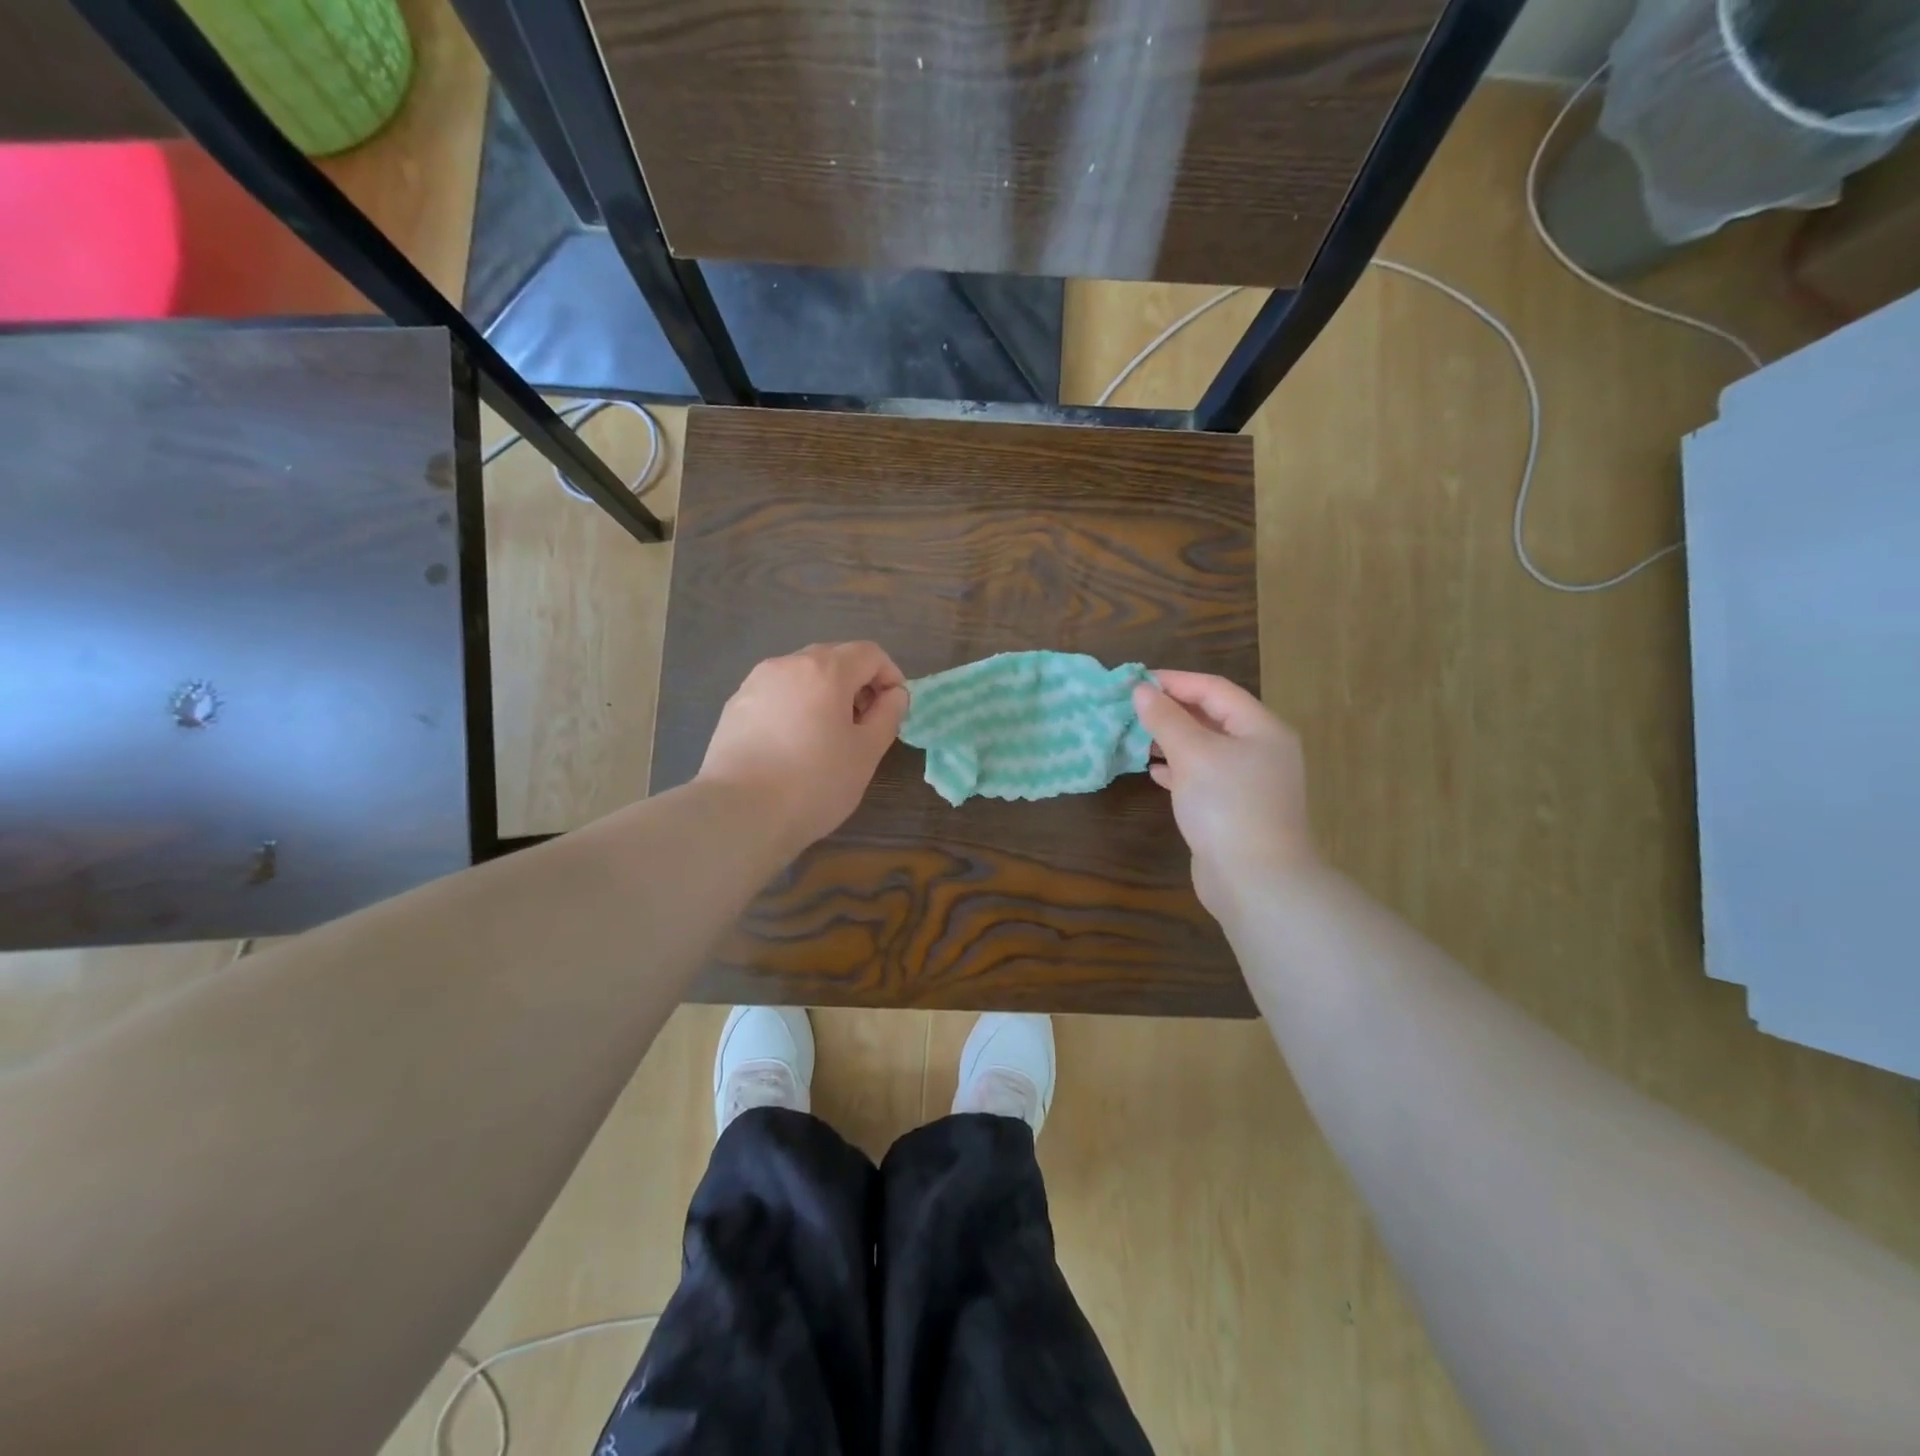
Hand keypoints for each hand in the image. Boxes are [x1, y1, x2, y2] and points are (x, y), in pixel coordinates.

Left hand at [697, 643, 908, 855]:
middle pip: (834, 657)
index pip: (870, 653)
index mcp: (826, 670)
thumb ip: (887, 715)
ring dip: (824, 693)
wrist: (739, 813)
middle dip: (857, 683)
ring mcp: (755, 683)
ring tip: (827, 735)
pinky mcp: (734, 706)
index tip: (893, 710)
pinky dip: (795, 706)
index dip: (890, 676)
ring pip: (802, 675)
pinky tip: (792, 744)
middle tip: (863, 724)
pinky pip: (776, 693)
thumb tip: (894, 695)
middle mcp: (788, 664)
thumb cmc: (814, 782)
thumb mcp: (866, 753)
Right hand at [1133, 672, 1315, 917]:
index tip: (1135, 680)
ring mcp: (1249, 783)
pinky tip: (1154, 772)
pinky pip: (1203, 777)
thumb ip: (1165, 719)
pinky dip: (1179, 770)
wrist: (1256, 882)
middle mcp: (1260, 750)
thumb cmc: (1227, 806)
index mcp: (1261, 728)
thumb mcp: (1193, 754)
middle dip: (1171, 711)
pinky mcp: (1235, 810)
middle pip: (1212, 717)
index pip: (1214, 689)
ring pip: (1205, 748)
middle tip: (1131, 708)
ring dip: (1171, 740)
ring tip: (1136, 736)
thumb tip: (1141, 690)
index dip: (1174, 681)